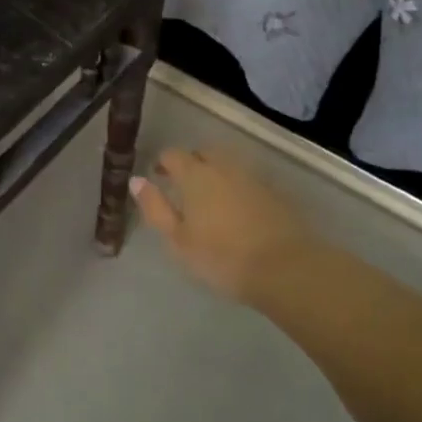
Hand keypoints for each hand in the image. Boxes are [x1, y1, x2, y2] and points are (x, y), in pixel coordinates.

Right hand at [129, 148, 314, 304]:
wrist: (285, 267)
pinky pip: (246, 179)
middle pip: (203, 153)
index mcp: (195, 174)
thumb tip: (136, 180)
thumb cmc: (221, 256)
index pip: (173, 154)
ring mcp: (252, 177)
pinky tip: (236, 209)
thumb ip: (155, 208)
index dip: (163, 163)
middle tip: (183, 187)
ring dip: (215, 173)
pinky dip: (236, 186)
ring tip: (209, 199)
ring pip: (227, 164)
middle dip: (191, 163)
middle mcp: (224, 167)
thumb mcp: (178, 239)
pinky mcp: (274, 192)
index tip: (158, 177)